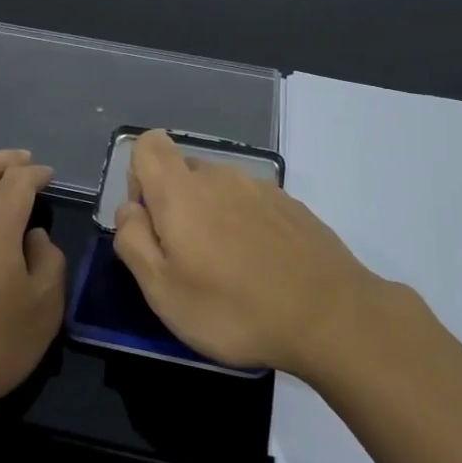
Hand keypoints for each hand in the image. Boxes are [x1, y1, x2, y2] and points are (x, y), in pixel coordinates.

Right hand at [113, 130, 381, 373]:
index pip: (149, 145)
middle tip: (188, 262)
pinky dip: (245, 228)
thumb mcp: (162, 290)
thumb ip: (133, 241)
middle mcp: (221, 176)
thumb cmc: (234, 309)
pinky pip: (251, 206)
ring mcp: (262, 188)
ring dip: (212, 219)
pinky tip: (262, 271)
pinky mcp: (292, 206)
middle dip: (175, 207)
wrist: (332, 317)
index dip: (139, 178)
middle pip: (183, 172)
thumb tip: (130, 210)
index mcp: (182, 190)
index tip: (152, 223)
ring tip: (228, 273)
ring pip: (219, 191)